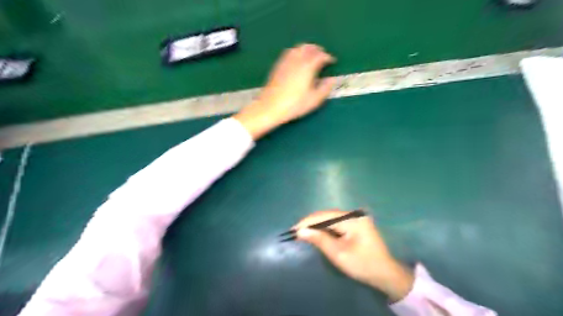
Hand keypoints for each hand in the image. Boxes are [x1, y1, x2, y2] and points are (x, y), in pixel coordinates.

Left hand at [232, 43, 333, 138]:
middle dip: (317, 49)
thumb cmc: (294, 105)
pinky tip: (297, 60)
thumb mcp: (314, 100)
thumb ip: (325, 89)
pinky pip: (289, 53)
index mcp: (308, 67)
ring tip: (311, 55)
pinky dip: (296, 52)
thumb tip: (332, 80)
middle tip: (323, 55)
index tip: (332, 61)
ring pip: (298, 48)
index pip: (320, 56)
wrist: (270, 107)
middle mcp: (297, 60)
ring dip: (306, 49)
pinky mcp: (278, 66)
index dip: (328, 57)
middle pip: (308, 47)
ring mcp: (286, 62)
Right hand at [295, 209, 412, 300]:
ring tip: (303, 232)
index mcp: (352, 219)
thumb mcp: (339, 254)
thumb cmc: (362, 265)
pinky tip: (317, 233)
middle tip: (296, 232)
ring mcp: (356, 218)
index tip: (293, 230)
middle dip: (311, 223)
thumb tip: (300, 231)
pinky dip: (325, 228)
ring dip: (317, 225)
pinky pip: (336, 222)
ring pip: (331, 218)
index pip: (325, 216)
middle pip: (327, 215)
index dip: (307, 222)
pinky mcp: (355, 224)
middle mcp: (354, 214)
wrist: (385, 274)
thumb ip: (319, 240)